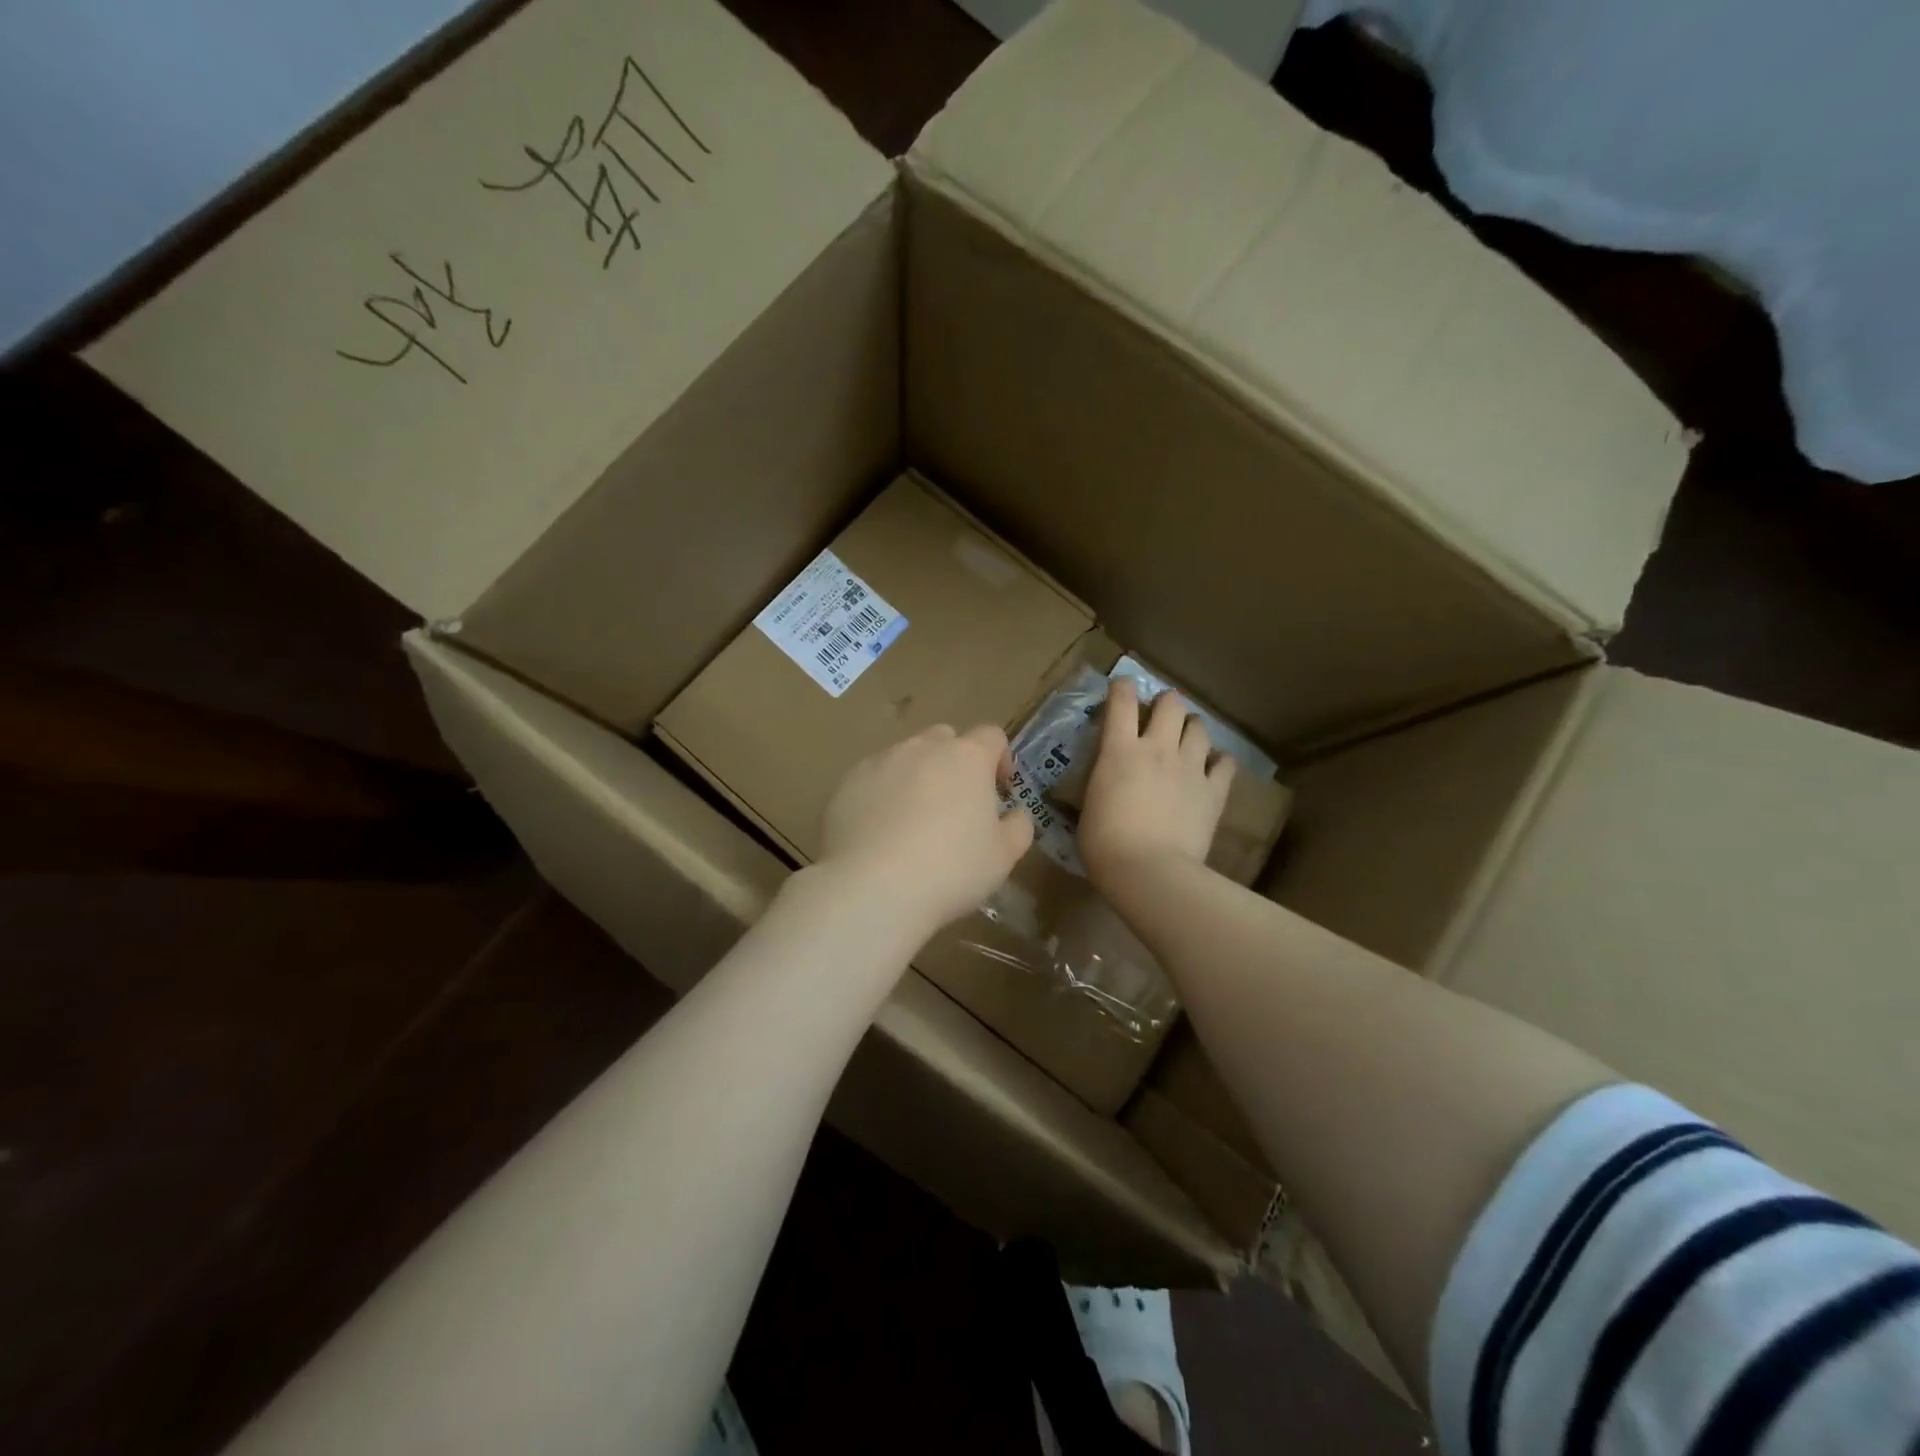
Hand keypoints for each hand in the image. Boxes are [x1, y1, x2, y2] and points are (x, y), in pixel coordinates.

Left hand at [819, 724, 1034, 933]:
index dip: (1000, 758)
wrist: (873, 888)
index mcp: (967, 757)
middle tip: (956, 804)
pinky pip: (872, 780)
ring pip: (905, 757)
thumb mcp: (1003, 857)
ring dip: (916, 777)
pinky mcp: (846, 784)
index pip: (992, 736)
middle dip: (955, 762)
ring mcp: (879, 762)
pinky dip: (881, 796)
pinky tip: (880, 833)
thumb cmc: (951, 869)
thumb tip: (1016, 814)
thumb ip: (1018, 827)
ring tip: (913, 821)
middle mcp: (922, 748)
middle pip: (945, 739)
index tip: (1000, 789)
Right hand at [1079, 678, 1233, 890]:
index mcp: (1119, 750)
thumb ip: (1100, 782)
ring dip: (1191, 728)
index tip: (1121, 689)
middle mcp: (1158, 748)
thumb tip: (1103, 781)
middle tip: (1159, 717)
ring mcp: (1190, 767)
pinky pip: (1225, 763)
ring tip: (1186, 739)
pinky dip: (1219, 761)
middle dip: (1165, 704)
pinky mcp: (1213, 791)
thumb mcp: (1088, 806)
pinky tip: (1212, 768)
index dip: (1122, 688)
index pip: (1122, 700)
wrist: (1149, 871)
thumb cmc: (1104, 844)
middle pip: (1170, 703)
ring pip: (1200, 727)